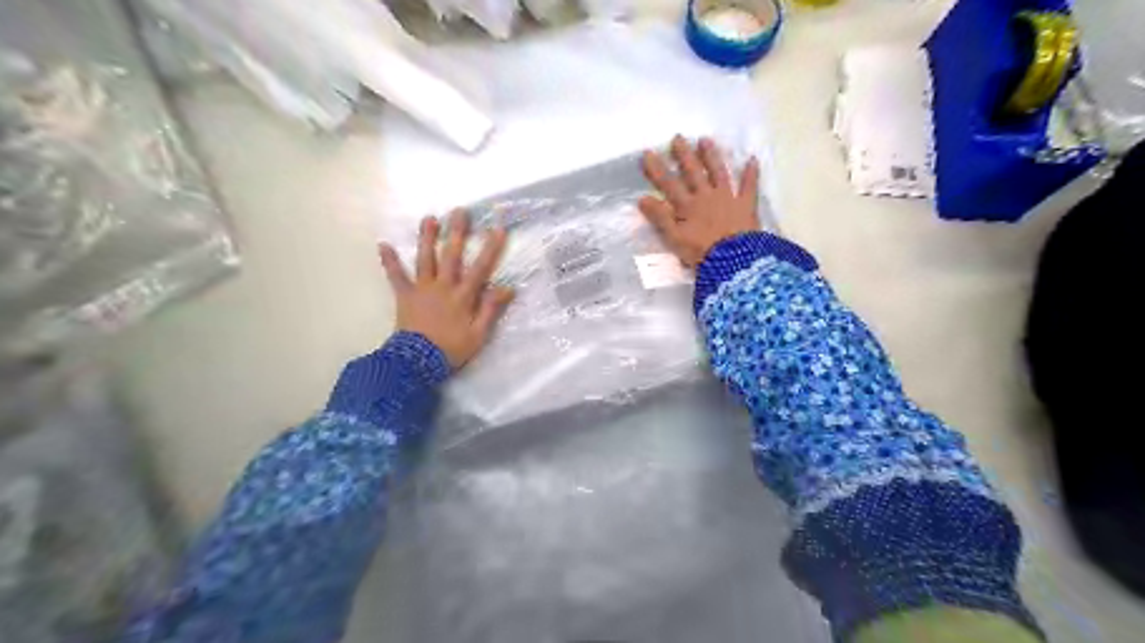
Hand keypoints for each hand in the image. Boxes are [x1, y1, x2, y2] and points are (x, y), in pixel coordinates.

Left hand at [379, 208, 512, 368]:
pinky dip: (389, 261)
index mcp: (463, 296)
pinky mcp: (405, 295)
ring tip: (429, 218)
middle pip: (451, 255)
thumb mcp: (479, 334)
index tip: (497, 228)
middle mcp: (443, 286)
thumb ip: (491, 309)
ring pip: (426, 259)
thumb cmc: (451, 349)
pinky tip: (383, 245)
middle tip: (460, 211)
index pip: (480, 268)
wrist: (417, 362)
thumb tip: (507, 287)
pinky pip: (396, 276)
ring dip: (427, 238)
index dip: (490, 248)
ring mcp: (422, 289)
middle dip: (457, 232)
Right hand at [636, 136, 757, 266]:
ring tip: (706, 140)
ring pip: (718, 172)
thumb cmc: (701, 252)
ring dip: (712, 156)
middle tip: (678, 137)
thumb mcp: (675, 238)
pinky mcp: (746, 205)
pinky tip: (752, 158)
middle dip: (684, 155)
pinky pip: (750, 186)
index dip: (657, 169)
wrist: (734, 260)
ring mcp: (728, 198)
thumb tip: (642, 198)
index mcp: (687, 206)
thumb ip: (660, 218)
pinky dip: (751, 173)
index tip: (648, 153)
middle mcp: (706, 196)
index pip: (669, 184)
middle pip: (693, 172)